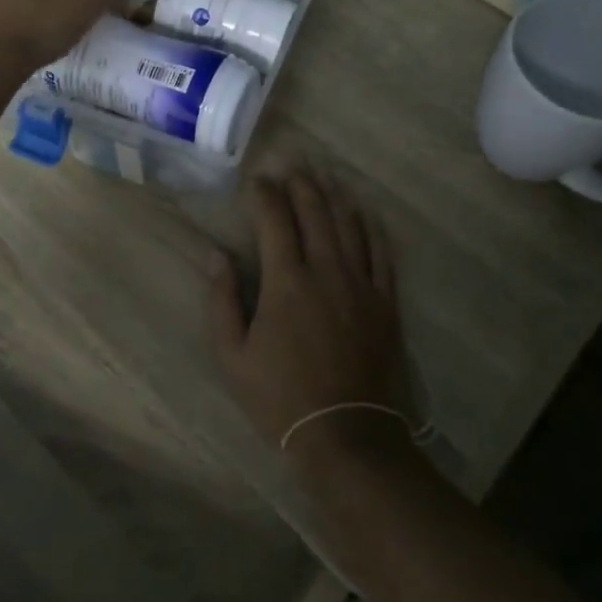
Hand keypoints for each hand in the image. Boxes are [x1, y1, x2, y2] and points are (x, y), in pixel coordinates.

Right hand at [208, 172, 414, 464]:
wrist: (346, 434)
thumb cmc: (280, 396)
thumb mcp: (232, 355)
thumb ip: (222, 300)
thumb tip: (216, 255)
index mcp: (286, 281)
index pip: (274, 220)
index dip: (263, 195)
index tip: (255, 181)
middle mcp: (326, 271)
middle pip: (315, 213)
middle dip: (300, 185)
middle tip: (291, 167)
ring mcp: (361, 285)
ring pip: (349, 226)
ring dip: (334, 197)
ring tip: (324, 178)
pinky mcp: (385, 303)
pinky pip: (382, 254)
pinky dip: (372, 228)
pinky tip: (364, 214)